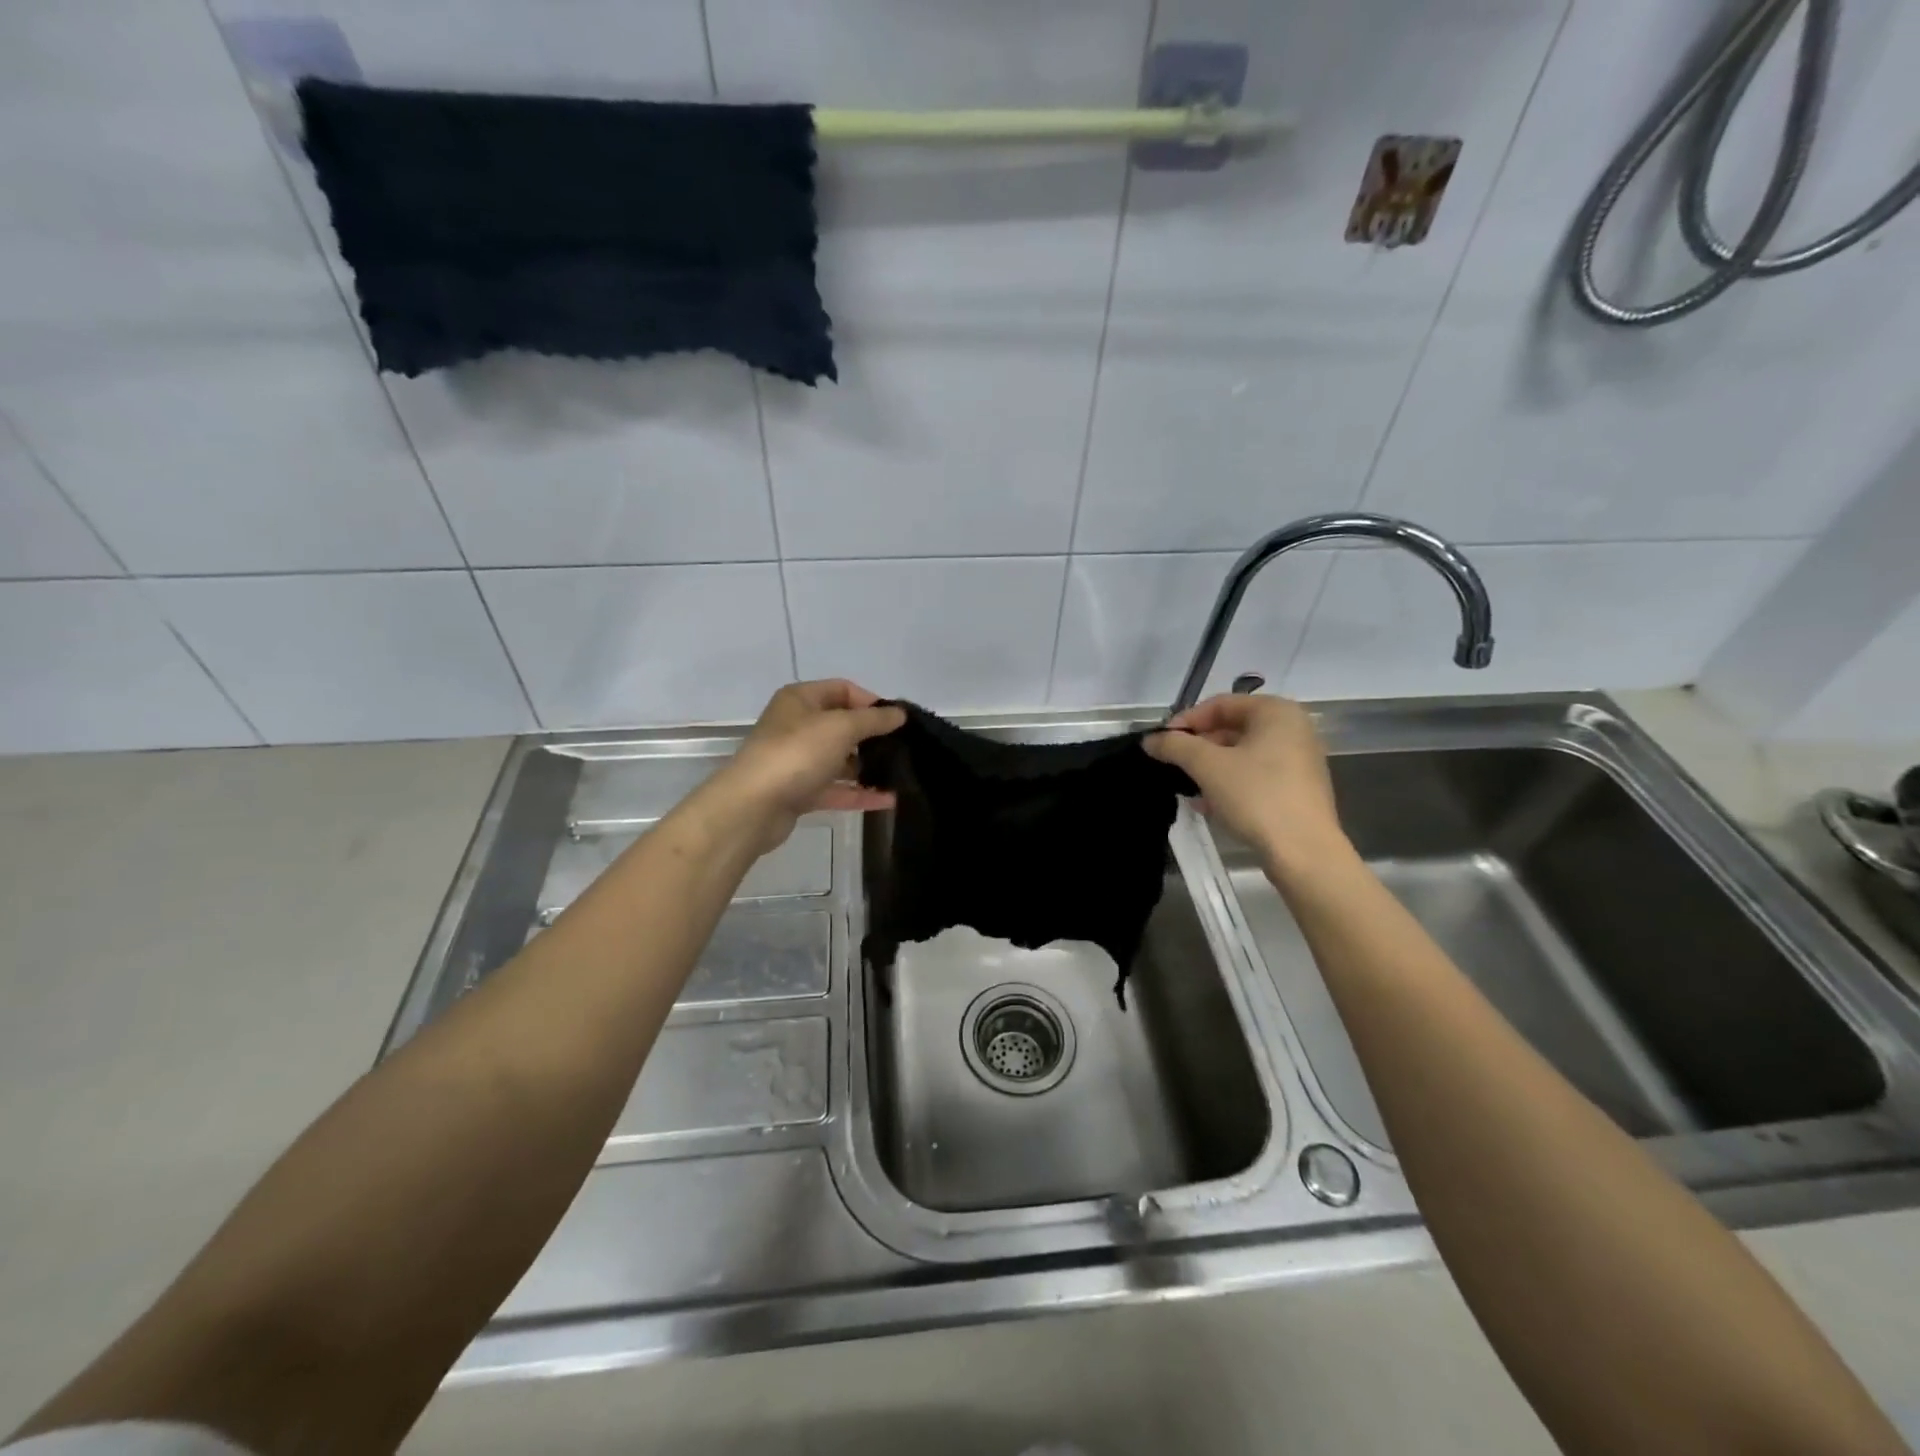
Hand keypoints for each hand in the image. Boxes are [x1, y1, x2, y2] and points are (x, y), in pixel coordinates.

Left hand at [707, 680, 905, 850]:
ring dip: (868, 767)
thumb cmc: (797, 753)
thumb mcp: (841, 727)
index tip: (898, 720)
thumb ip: (874, 719)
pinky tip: (888, 800)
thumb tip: (900, 713)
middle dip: (872, 736)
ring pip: (839, 760)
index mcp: (801, 700)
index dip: (871, 701)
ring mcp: (797, 761)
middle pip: (842, 725)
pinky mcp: (799, 792)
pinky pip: (836, 789)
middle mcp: (797, 726)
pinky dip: (859, 793)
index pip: (843, 690)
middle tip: (903, 748)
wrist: (753, 805)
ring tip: (900, 775)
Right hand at [1146, 694, 1349, 871]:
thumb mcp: (1207, 766)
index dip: (1186, 721)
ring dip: (1210, 769)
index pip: (1220, 705)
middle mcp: (1293, 729)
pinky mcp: (1298, 789)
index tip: (1162, 743)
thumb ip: (1175, 746)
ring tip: (1187, 788)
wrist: (1304, 851)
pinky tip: (1208, 805)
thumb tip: (1150, 740)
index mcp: (1276, 712)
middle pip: (1232, 729)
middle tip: (1172, 766)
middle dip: (1198, 748)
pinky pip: (1255, 776)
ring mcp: (1299, 760)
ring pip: (1242, 755)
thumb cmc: (1256, 796)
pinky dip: (1230, 784)